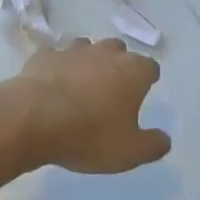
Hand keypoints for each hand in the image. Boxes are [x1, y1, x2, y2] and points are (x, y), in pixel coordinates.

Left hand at [10, 38, 168, 174]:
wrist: (34, 119)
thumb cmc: (89, 135)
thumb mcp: (129, 152)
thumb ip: (152, 145)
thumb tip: (165, 139)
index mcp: (133, 72)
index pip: (150, 67)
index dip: (148, 79)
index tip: (144, 91)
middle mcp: (105, 53)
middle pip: (119, 50)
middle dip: (118, 64)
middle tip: (112, 88)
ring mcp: (73, 50)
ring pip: (87, 47)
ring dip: (88, 62)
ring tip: (82, 84)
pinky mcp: (45, 55)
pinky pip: (56, 56)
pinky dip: (58, 66)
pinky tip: (52, 83)